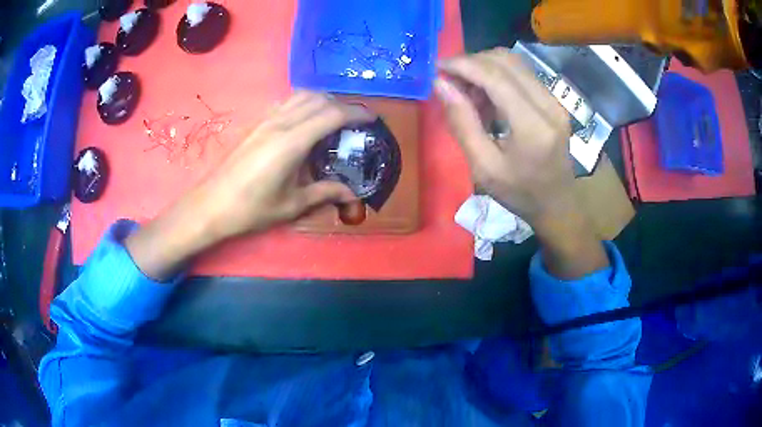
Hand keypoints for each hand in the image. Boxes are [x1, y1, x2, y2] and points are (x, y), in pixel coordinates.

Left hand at [199, 91, 372, 237]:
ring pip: (300, 95)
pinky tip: (304, 121)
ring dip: (322, 101)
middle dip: (341, 105)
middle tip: (354, 122)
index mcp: (292, 142)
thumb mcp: (292, 205)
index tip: (372, 118)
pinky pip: (285, 102)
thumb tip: (351, 193)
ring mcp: (265, 120)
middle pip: (318, 99)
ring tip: (333, 118)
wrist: (211, 205)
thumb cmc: (251, 209)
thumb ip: (324, 193)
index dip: (356, 113)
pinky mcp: (256, 124)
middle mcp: (280, 123)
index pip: (332, 115)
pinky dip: (303, 103)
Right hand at [435, 48, 607, 278]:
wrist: (558, 204)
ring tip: (466, 90)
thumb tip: (441, 84)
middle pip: (505, 61)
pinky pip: (522, 74)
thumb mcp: (483, 167)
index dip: (463, 65)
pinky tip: (486, 96)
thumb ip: (462, 122)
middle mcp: (549, 105)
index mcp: (533, 127)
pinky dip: (498, 76)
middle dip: (471, 62)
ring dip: (484, 67)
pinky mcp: (554, 101)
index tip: (437, 67)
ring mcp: (555, 101)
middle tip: (449, 80)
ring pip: (514, 63)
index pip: (495, 76)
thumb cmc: (519, 193)